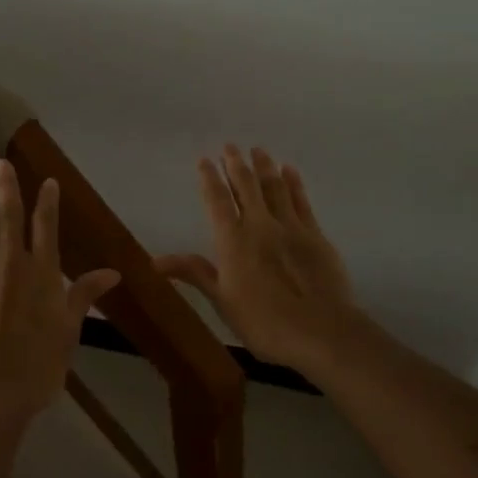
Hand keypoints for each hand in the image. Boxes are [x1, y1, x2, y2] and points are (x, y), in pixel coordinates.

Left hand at [0, 159, 120, 422]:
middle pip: (9, 220)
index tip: (47, 181)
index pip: (46, 228)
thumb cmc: (38, 369)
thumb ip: (84, 295)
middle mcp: (11, 267)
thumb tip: (113, 272)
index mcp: (42, 276)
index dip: (47, 203)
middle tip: (0, 164)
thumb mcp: (69, 332)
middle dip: (7, 189)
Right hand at [155, 145, 360, 377]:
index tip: (204, 159)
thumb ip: (195, 273)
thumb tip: (155, 260)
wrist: (321, 331)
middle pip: (246, 186)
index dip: (209, 178)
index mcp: (233, 241)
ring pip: (274, 187)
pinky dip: (294, 183)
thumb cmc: (264, 322)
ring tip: (258, 150)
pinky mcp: (316, 235)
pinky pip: (301, 201)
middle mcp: (260, 225)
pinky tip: (290, 170)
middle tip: (230, 146)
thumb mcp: (222, 301)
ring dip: (264, 166)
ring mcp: (291, 227)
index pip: (217, 200)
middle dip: (236, 164)